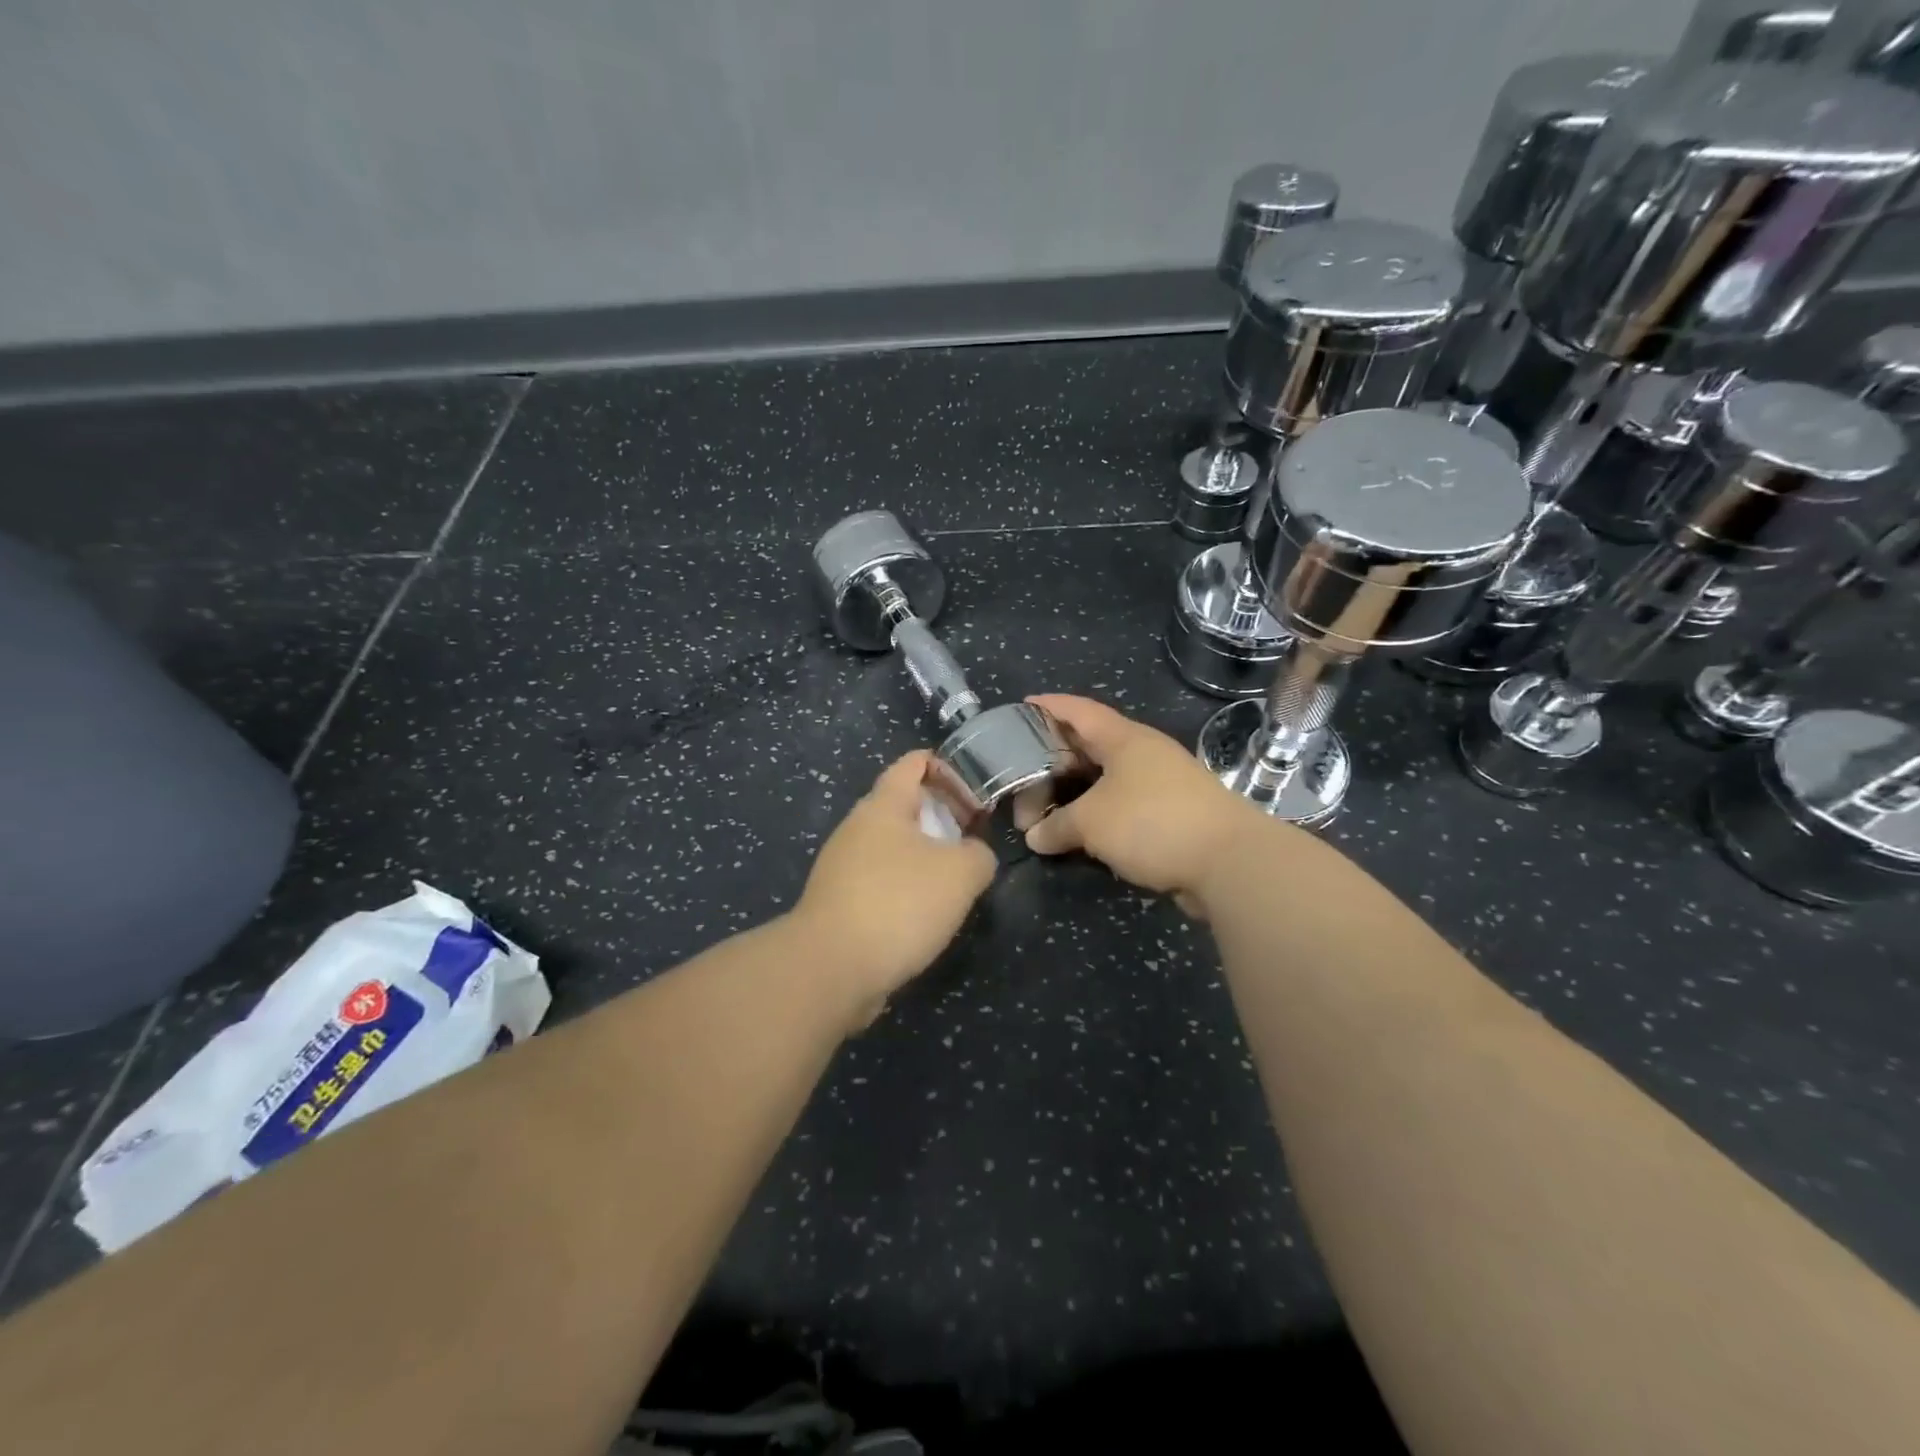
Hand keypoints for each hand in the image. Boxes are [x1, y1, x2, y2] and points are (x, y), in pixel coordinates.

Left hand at [791, 751, 997, 1016]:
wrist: (830, 968)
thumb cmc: (898, 904)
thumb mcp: (961, 873)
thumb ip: (979, 855)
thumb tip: (973, 857)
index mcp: (883, 805)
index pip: (914, 763)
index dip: (950, 771)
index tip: (977, 801)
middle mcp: (857, 828)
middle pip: (904, 805)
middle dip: (942, 818)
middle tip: (972, 844)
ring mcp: (843, 866)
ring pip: (892, 846)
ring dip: (926, 857)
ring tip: (955, 884)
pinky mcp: (838, 903)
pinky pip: (880, 881)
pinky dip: (905, 888)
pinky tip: (924, 917)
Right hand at [1018, 694, 1269, 915]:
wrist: (1230, 862)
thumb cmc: (1153, 822)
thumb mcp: (1092, 821)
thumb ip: (1057, 825)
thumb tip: (1035, 837)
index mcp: (1125, 739)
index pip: (1079, 711)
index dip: (1049, 706)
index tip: (1022, 705)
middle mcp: (1144, 754)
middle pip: (1090, 746)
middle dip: (1054, 759)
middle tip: (1022, 775)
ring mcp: (1161, 784)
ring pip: (1106, 780)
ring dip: (1075, 792)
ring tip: (1045, 807)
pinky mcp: (1172, 815)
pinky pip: (1122, 807)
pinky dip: (1097, 815)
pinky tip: (1079, 833)